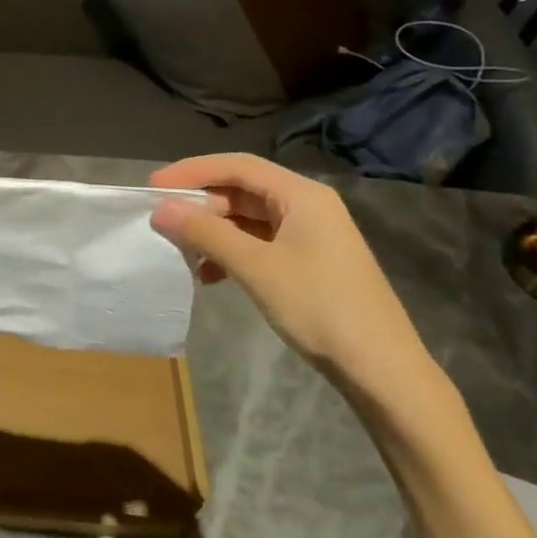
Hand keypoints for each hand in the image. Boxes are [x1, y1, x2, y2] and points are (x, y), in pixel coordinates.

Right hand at [148, 153, 434, 393]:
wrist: (382, 371)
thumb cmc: (320, 307)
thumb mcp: (256, 267)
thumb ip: (206, 233)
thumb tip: (161, 209)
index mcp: (301, 195)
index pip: (237, 166)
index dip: (192, 171)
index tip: (153, 186)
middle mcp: (307, 206)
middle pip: (242, 191)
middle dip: (201, 205)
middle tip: (163, 222)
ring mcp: (310, 236)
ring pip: (248, 219)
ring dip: (213, 232)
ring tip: (182, 252)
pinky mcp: (309, 263)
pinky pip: (260, 244)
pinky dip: (231, 252)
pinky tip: (211, 275)